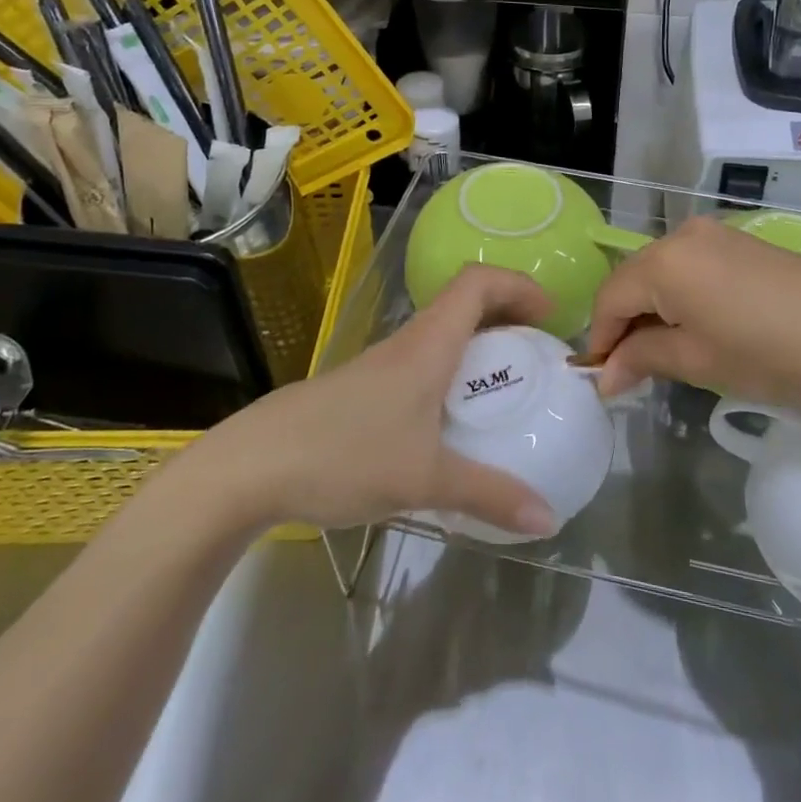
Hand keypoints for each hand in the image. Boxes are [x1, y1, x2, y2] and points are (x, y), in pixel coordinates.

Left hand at [176, 265, 560, 536]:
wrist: (251, 467)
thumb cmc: (344, 454)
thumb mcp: (424, 480)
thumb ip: (489, 495)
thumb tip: (548, 519)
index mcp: (428, 344)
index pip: (477, 283)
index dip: (518, 285)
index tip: (550, 316)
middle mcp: (407, 343)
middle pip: (464, 303)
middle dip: (507, 316)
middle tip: (537, 353)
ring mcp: (380, 367)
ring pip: (441, 335)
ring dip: (478, 345)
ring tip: (504, 387)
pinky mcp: (362, 391)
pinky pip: (421, 364)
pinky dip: (450, 374)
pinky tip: (451, 422)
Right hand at [584, 217, 800, 413]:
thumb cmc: (768, 353)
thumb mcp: (696, 361)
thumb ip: (641, 359)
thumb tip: (604, 376)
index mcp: (663, 260)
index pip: (609, 298)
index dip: (600, 340)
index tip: (603, 379)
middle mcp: (683, 234)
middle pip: (634, 280)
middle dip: (625, 323)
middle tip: (632, 370)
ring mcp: (716, 233)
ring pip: (663, 272)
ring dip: (654, 309)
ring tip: (667, 351)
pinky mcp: (742, 242)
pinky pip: (692, 266)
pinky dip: (682, 295)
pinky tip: (699, 326)